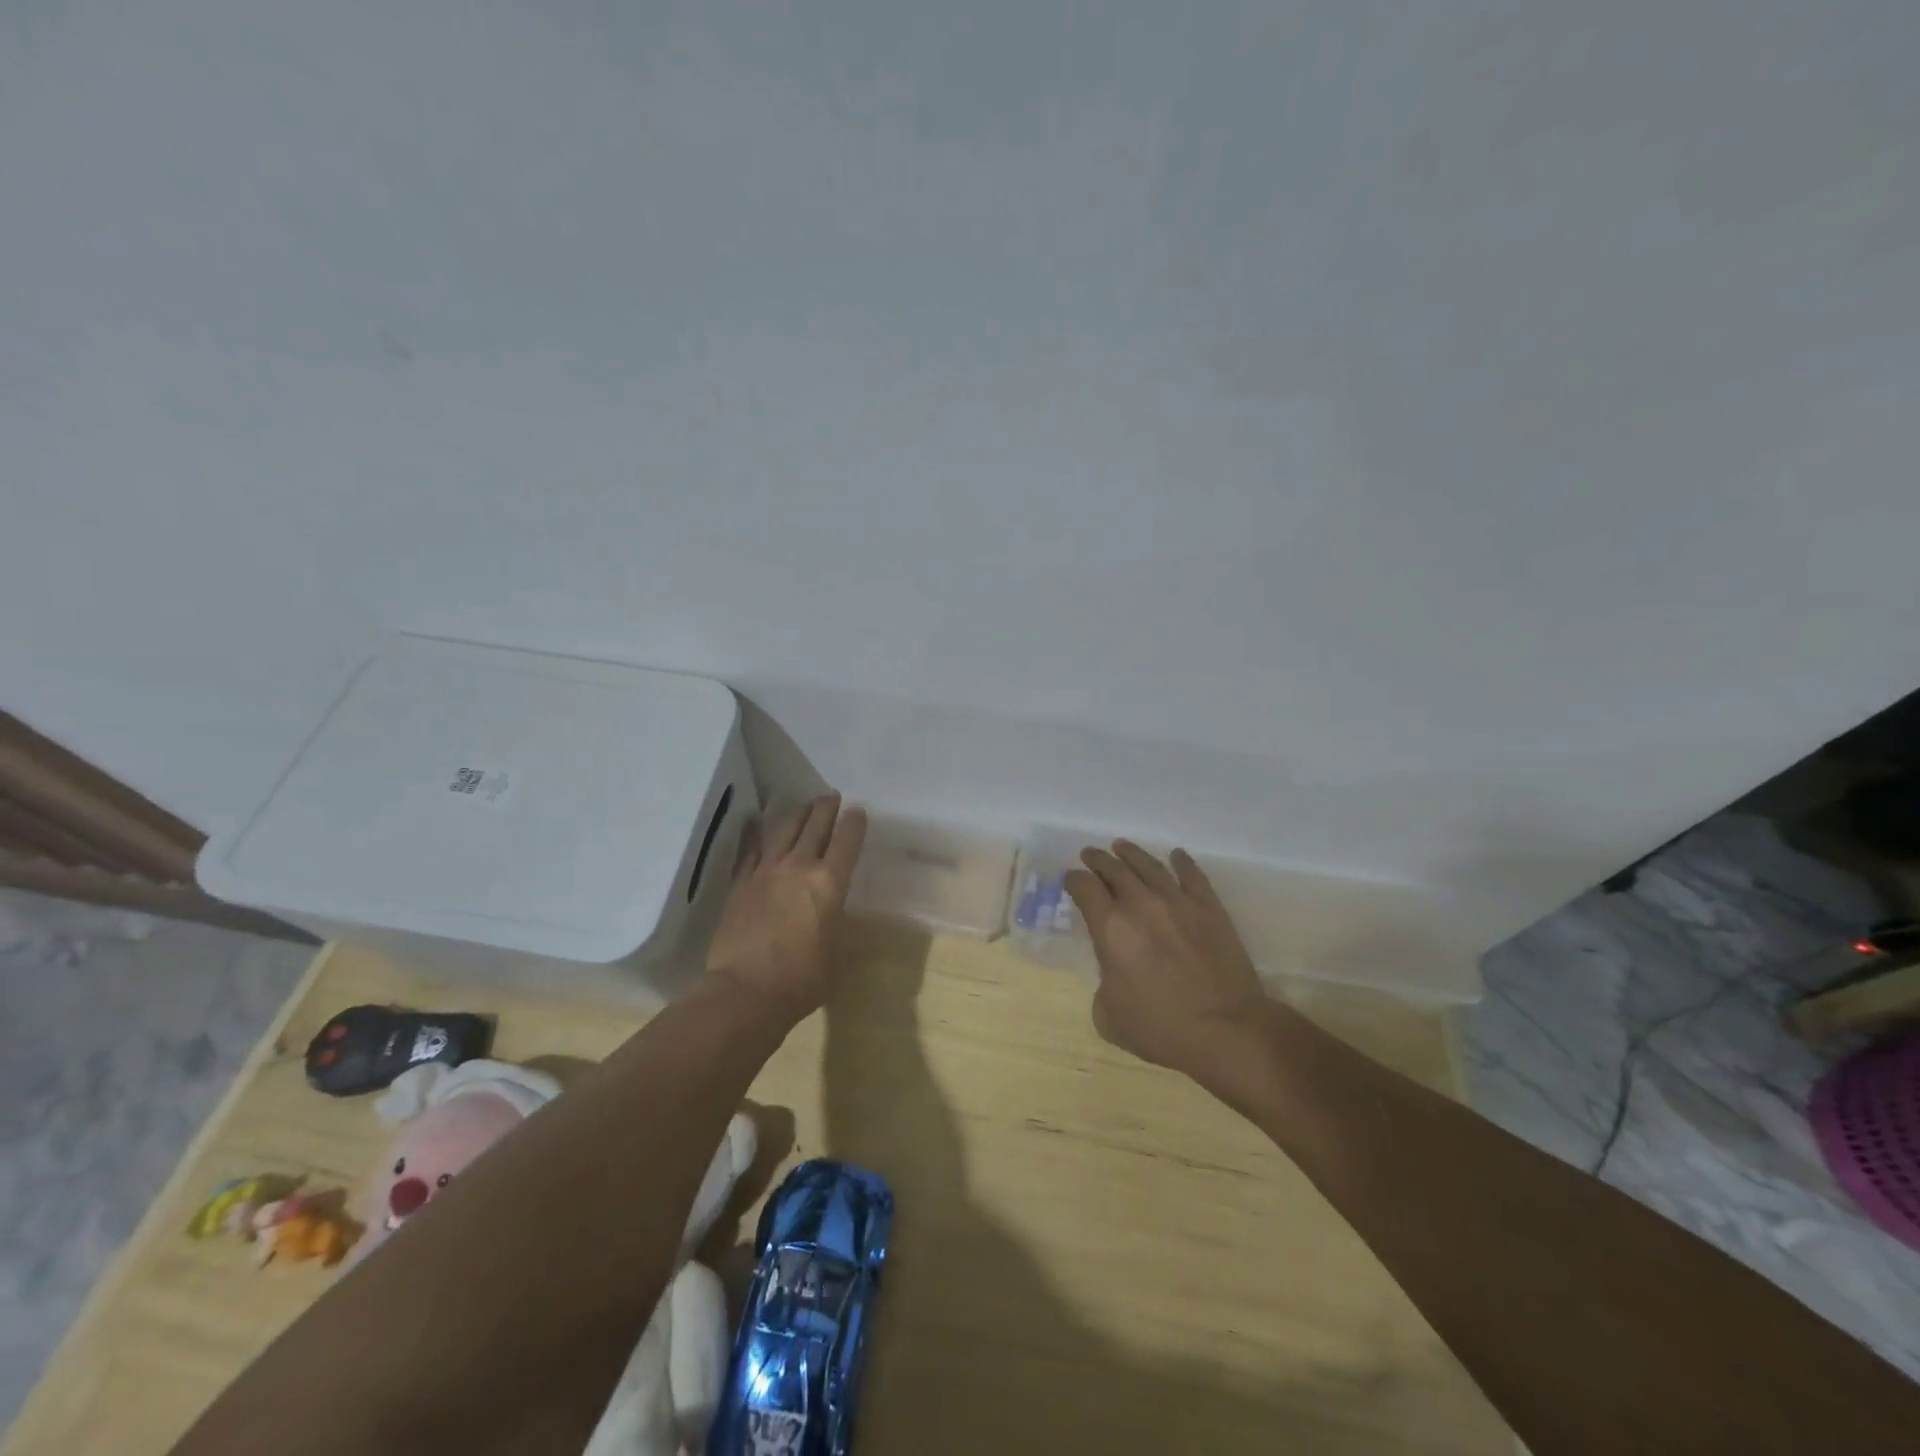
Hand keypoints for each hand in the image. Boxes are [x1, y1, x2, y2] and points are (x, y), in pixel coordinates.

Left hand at [706, 794, 867, 1023]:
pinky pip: (751, 849)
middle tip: (833, 797)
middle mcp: (799, 866)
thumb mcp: (839, 953)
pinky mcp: (741, 883)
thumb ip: (840, 924)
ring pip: (784, 830)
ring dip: (798, 814)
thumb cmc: (803, 979)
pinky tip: (760, 825)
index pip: (847, 841)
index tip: (858, 811)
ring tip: (804, 805)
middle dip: (827, 808)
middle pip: (815, 825)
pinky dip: (759, 834)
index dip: (855, 823)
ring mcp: (766, 871)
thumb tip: (838, 913)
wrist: (746, 992)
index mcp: (830, 882)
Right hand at [1064, 841, 1267, 1080]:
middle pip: (1114, 869)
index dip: (1074, 880)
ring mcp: (1178, 902)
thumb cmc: (1162, 1029)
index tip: (1071, 879)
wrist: (1227, 1030)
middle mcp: (1141, 904)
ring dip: (1132, 854)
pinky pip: (1193, 876)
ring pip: (1150, 866)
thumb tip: (1114, 972)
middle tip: (1090, 854)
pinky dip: (1182, 862)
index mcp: (1110, 928)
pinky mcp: (1210, 908)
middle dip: (1098, 860)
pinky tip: (1176, 856)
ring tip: (1122, 846)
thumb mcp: (1109, 1017)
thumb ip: (1103, 984)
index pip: (1085, 889)